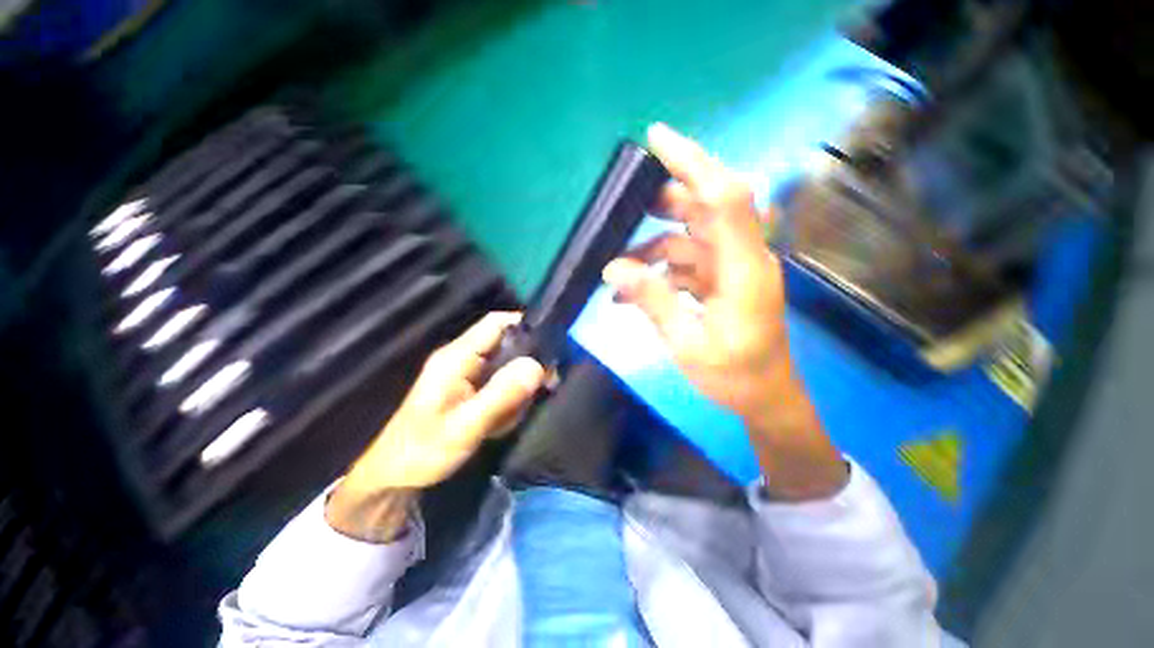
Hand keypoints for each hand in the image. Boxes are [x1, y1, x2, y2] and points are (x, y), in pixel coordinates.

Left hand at [327, 312, 545, 540]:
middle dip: (527, 364)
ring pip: (507, 366)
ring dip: (518, 388)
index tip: (552, 344)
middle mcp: (462, 358)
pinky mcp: (469, 389)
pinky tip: (503, 422)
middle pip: (506, 344)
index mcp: (456, 357)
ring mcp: (466, 374)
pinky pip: (500, 384)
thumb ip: (501, 395)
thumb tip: (536, 366)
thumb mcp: (466, 426)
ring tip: (515, 414)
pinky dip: (509, 400)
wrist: (395, 479)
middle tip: (546, 386)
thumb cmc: (424, 451)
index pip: (496, 324)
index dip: (525, 325)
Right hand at [603, 124, 846, 499]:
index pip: (725, 196)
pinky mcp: (719, 282)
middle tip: (623, 212)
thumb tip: (614, 270)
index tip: (656, 138)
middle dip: (662, 203)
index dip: (693, 162)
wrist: (764, 398)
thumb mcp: (688, 344)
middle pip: (704, 209)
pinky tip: (629, 294)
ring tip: (615, 272)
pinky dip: (657, 273)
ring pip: (686, 239)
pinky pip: (684, 264)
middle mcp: (741, 258)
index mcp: (744, 268)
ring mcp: (729, 269)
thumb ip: (653, 303)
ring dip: (649, 250)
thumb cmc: (735, 376)